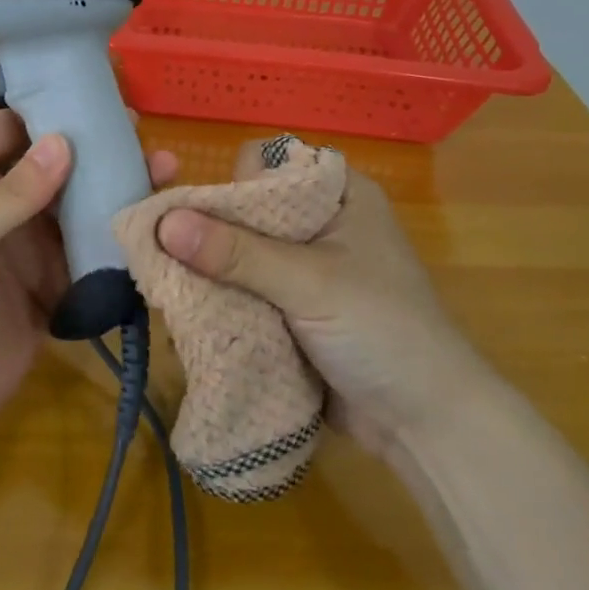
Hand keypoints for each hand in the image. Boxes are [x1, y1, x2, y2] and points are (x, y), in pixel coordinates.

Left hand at [0, 109, 175, 446]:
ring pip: (77, 207)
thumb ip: (10, 195)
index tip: (97, 94)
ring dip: (114, 191)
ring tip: (163, 172)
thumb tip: (64, 141)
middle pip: (52, 165)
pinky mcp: (54, 287)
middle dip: (94, 149)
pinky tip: (153, 226)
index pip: (7, 128)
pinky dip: (118, 241)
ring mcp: (28, 248)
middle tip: (144, 136)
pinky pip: (89, 254)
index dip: (46, 107)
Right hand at [155, 141, 495, 454]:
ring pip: (236, 253)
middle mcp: (316, 223)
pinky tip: (188, 314)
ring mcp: (301, 268)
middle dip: (206, 233)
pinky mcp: (289, 308)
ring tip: (169, 288)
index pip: (266, 165)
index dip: (230, 183)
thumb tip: (163, 224)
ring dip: (207, 272)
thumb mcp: (309, 284)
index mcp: (336, 195)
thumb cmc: (383, 332)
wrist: (426, 425)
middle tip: (167, 256)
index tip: (200, 216)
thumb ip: (236, 253)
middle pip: (244, 211)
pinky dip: (218, 300)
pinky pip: (241, 290)